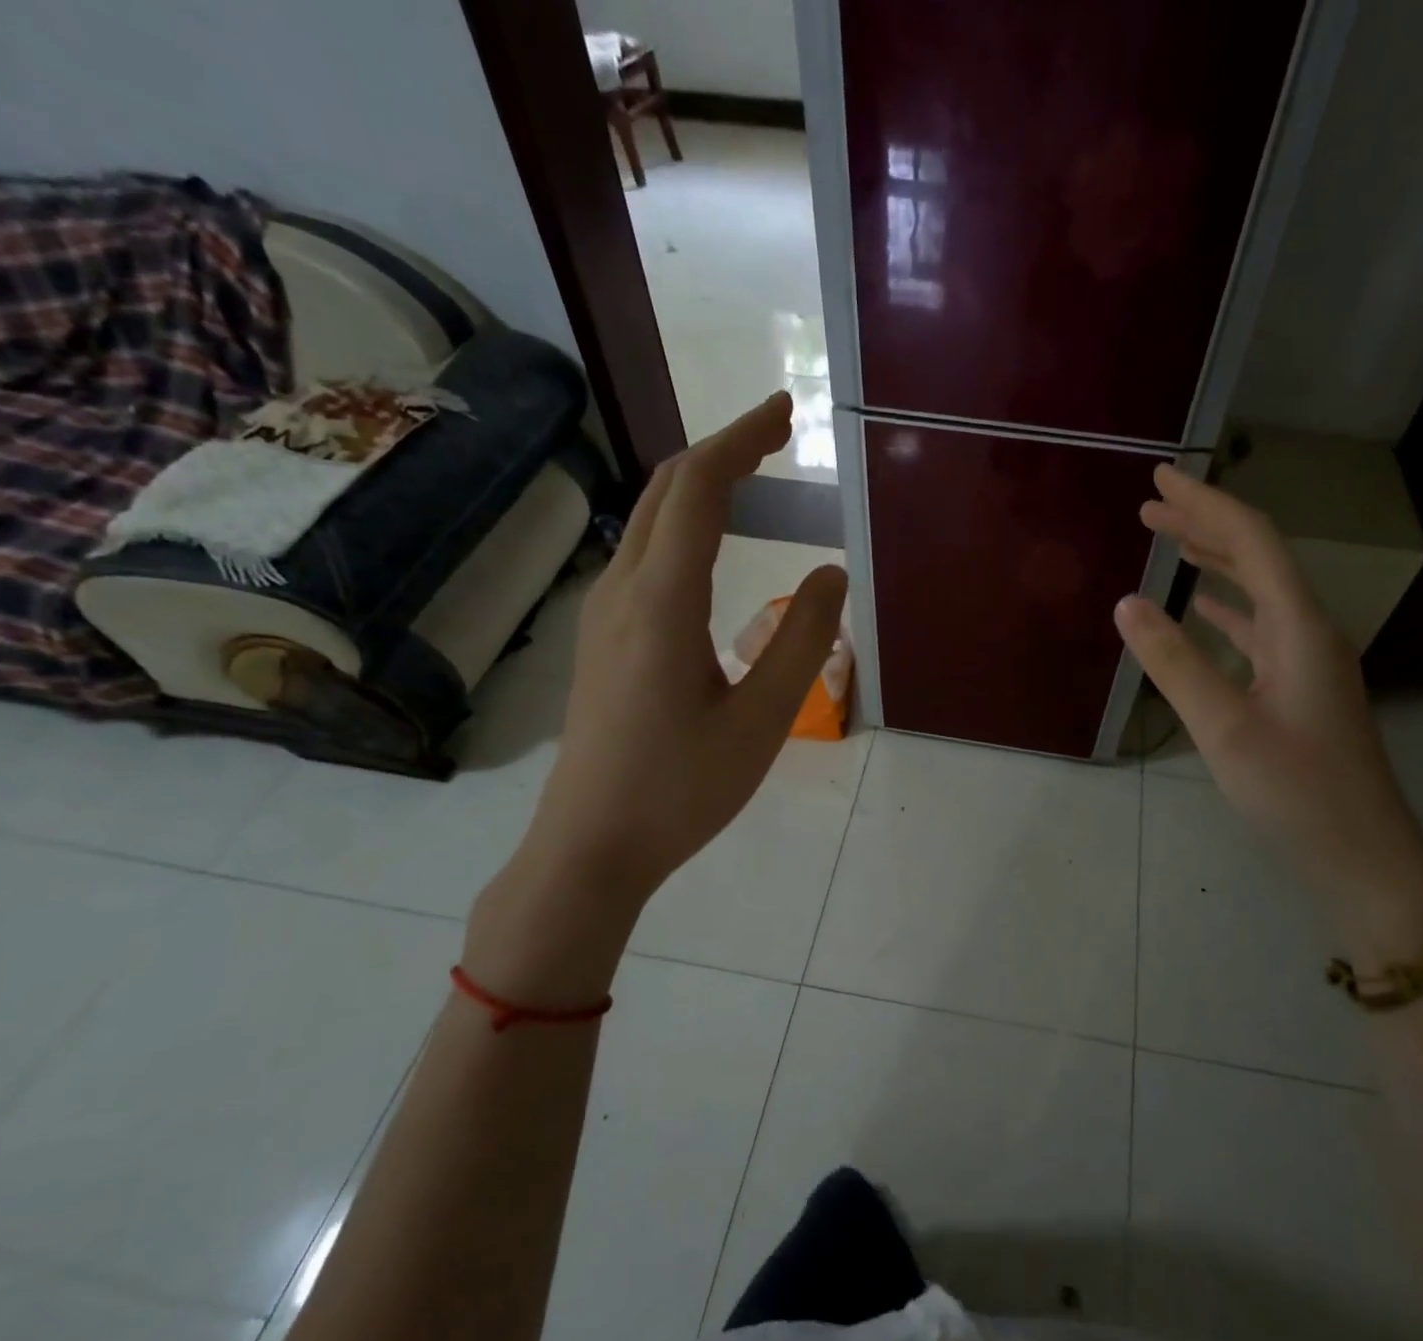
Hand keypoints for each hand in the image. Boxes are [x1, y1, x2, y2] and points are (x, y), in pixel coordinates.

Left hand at [467, 394, 846, 999]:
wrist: (591, 846)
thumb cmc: (683, 788)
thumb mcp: (762, 720)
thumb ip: (803, 641)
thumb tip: (831, 571)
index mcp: (662, 601)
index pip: (698, 489)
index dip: (741, 439)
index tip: (785, 411)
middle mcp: (623, 589)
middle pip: (665, 491)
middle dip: (722, 449)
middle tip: (778, 433)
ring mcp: (604, 613)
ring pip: (648, 520)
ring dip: (699, 485)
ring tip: (753, 477)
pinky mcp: (602, 639)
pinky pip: (643, 555)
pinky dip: (682, 524)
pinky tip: (711, 547)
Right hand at [1114, 466, 1422, 960]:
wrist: (1360, 854)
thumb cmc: (1295, 792)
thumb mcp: (1225, 728)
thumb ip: (1174, 663)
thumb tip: (1126, 602)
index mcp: (1299, 627)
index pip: (1251, 542)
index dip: (1206, 504)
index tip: (1160, 480)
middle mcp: (1308, 631)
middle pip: (1256, 558)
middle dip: (1205, 524)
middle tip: (1152, 506)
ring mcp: (1306, 662)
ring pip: (1257, 592)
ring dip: (1214, 563)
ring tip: (1171, 543)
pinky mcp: (1298, 690)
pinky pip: (1258, 630)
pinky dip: (1225, 609)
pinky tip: (1203, 609)